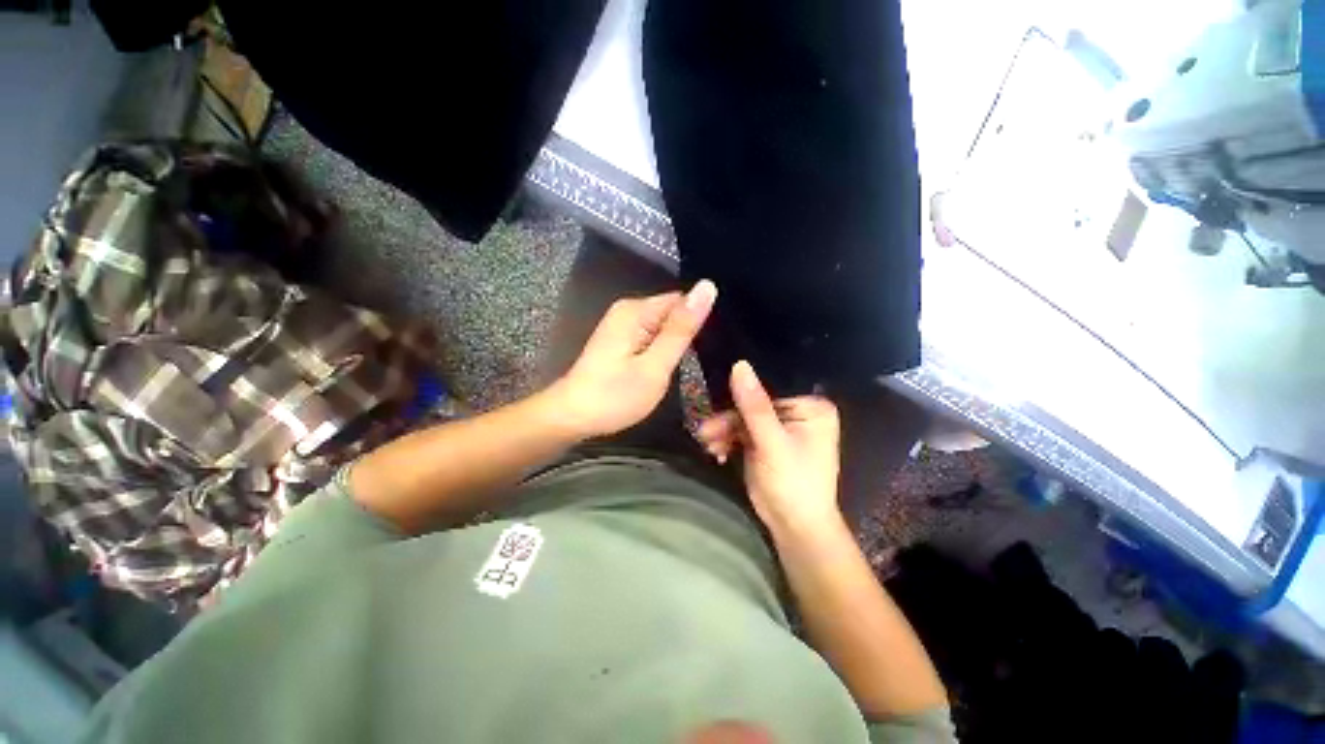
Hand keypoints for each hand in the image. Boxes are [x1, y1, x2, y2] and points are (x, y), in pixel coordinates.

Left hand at [550, 280, 715, 438]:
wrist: (572, 416)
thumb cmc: (614, 396)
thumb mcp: (655, 366)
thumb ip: (681, 329)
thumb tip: (707, 287)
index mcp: (637, 310)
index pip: (683, 300)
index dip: (701, 319)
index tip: (713, 345)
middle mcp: (628, 309)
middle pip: (673, 311)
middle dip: (688, 332)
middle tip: (704, 362)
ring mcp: (622, 324)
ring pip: (664, 325)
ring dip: (676, 343)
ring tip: (689, 366)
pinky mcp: (620, 339)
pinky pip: (652, 335)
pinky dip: (662, 349)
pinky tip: (668, 366)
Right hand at [697, 361, 841, 537]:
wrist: (793, 527)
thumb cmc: (793, 484)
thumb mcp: (772, 443)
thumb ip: (754, 405)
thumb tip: (739, 365)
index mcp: (811, 406)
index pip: (773, 385)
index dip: (744, 389)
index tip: (718, 394)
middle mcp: (797, 412)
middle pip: (754, 402)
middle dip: (729, 418)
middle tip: (705, 430)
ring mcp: (780, 426)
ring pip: (744, 417)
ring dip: (724, 430)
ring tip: (707, 444)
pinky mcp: (766, 440)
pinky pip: (742, 431)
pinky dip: (728, 440)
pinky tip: (717, 452)